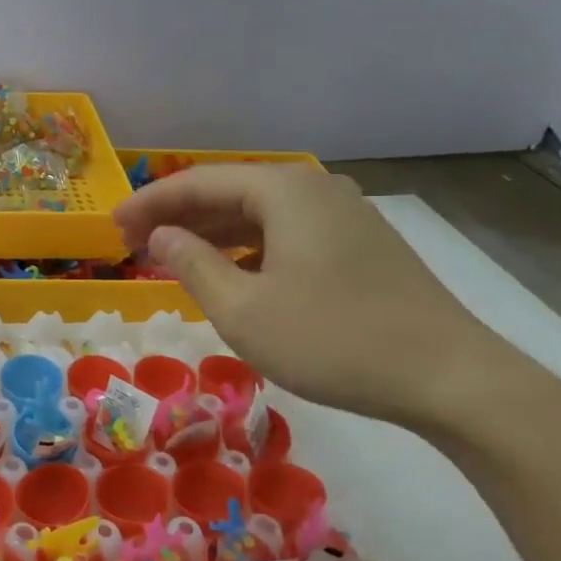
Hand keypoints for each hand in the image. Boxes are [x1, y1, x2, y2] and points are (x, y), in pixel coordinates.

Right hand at [114, 163, 509, 428]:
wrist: (449, 377)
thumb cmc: (333, 339)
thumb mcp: (243, 310)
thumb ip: (193, 265)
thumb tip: (161, 237)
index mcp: (284, 190)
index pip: (197, 182)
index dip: (149, 203)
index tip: (111, 227)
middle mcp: (314, 188)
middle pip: (228, 192)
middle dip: (177, 217)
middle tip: (132, 244)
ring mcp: (343, 215)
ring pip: (258, 214)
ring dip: (210, 234)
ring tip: (170, 258)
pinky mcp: (359, 244)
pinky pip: (285, 233)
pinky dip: (247, 248)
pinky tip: (229, 272)